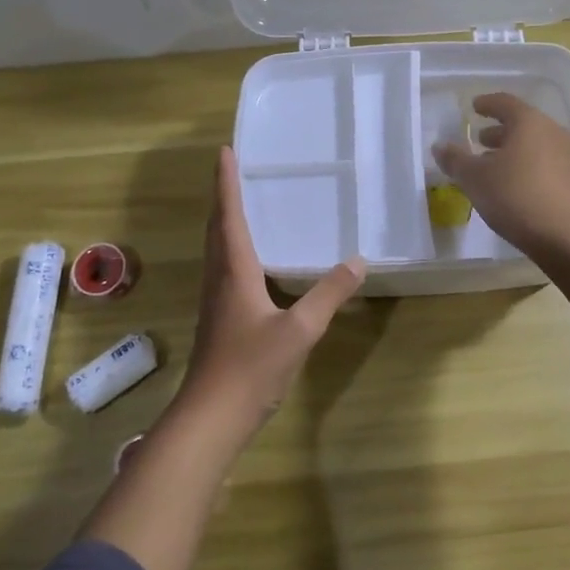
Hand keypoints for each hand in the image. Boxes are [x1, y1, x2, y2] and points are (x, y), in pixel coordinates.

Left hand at [180, 147, 366, 434]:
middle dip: (223, 197)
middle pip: (216, 229)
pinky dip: (232, 250)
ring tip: (240, 205)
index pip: (229, 216)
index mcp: (234, 272)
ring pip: (216, 250)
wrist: (211, 417)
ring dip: (224, 222)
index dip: (226, 183)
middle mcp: (219, 279)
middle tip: (232, 170)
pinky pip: (223, 270)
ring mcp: (215, 302)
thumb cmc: (251, 367)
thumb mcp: (300, 330)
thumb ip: (329, 294)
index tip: (224, 151)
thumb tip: (358, 261)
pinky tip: (250, 262)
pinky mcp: (218, 320)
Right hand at [432, 93, 569, 257]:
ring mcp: (569, 158)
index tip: (474, 107)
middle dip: (499, 131)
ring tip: (493, 166)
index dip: (487, 104)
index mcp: (529, 122)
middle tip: (480, 140)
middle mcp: (553, 133)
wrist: (569, 237)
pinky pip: (546, 165)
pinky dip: (527, 168)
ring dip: (513, 151)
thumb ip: (456, 160)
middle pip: (523, 124)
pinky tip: (514, 187)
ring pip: (536, 146)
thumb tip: (440, 146)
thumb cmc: (516, 196)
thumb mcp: (475, 179)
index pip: (505, 103)